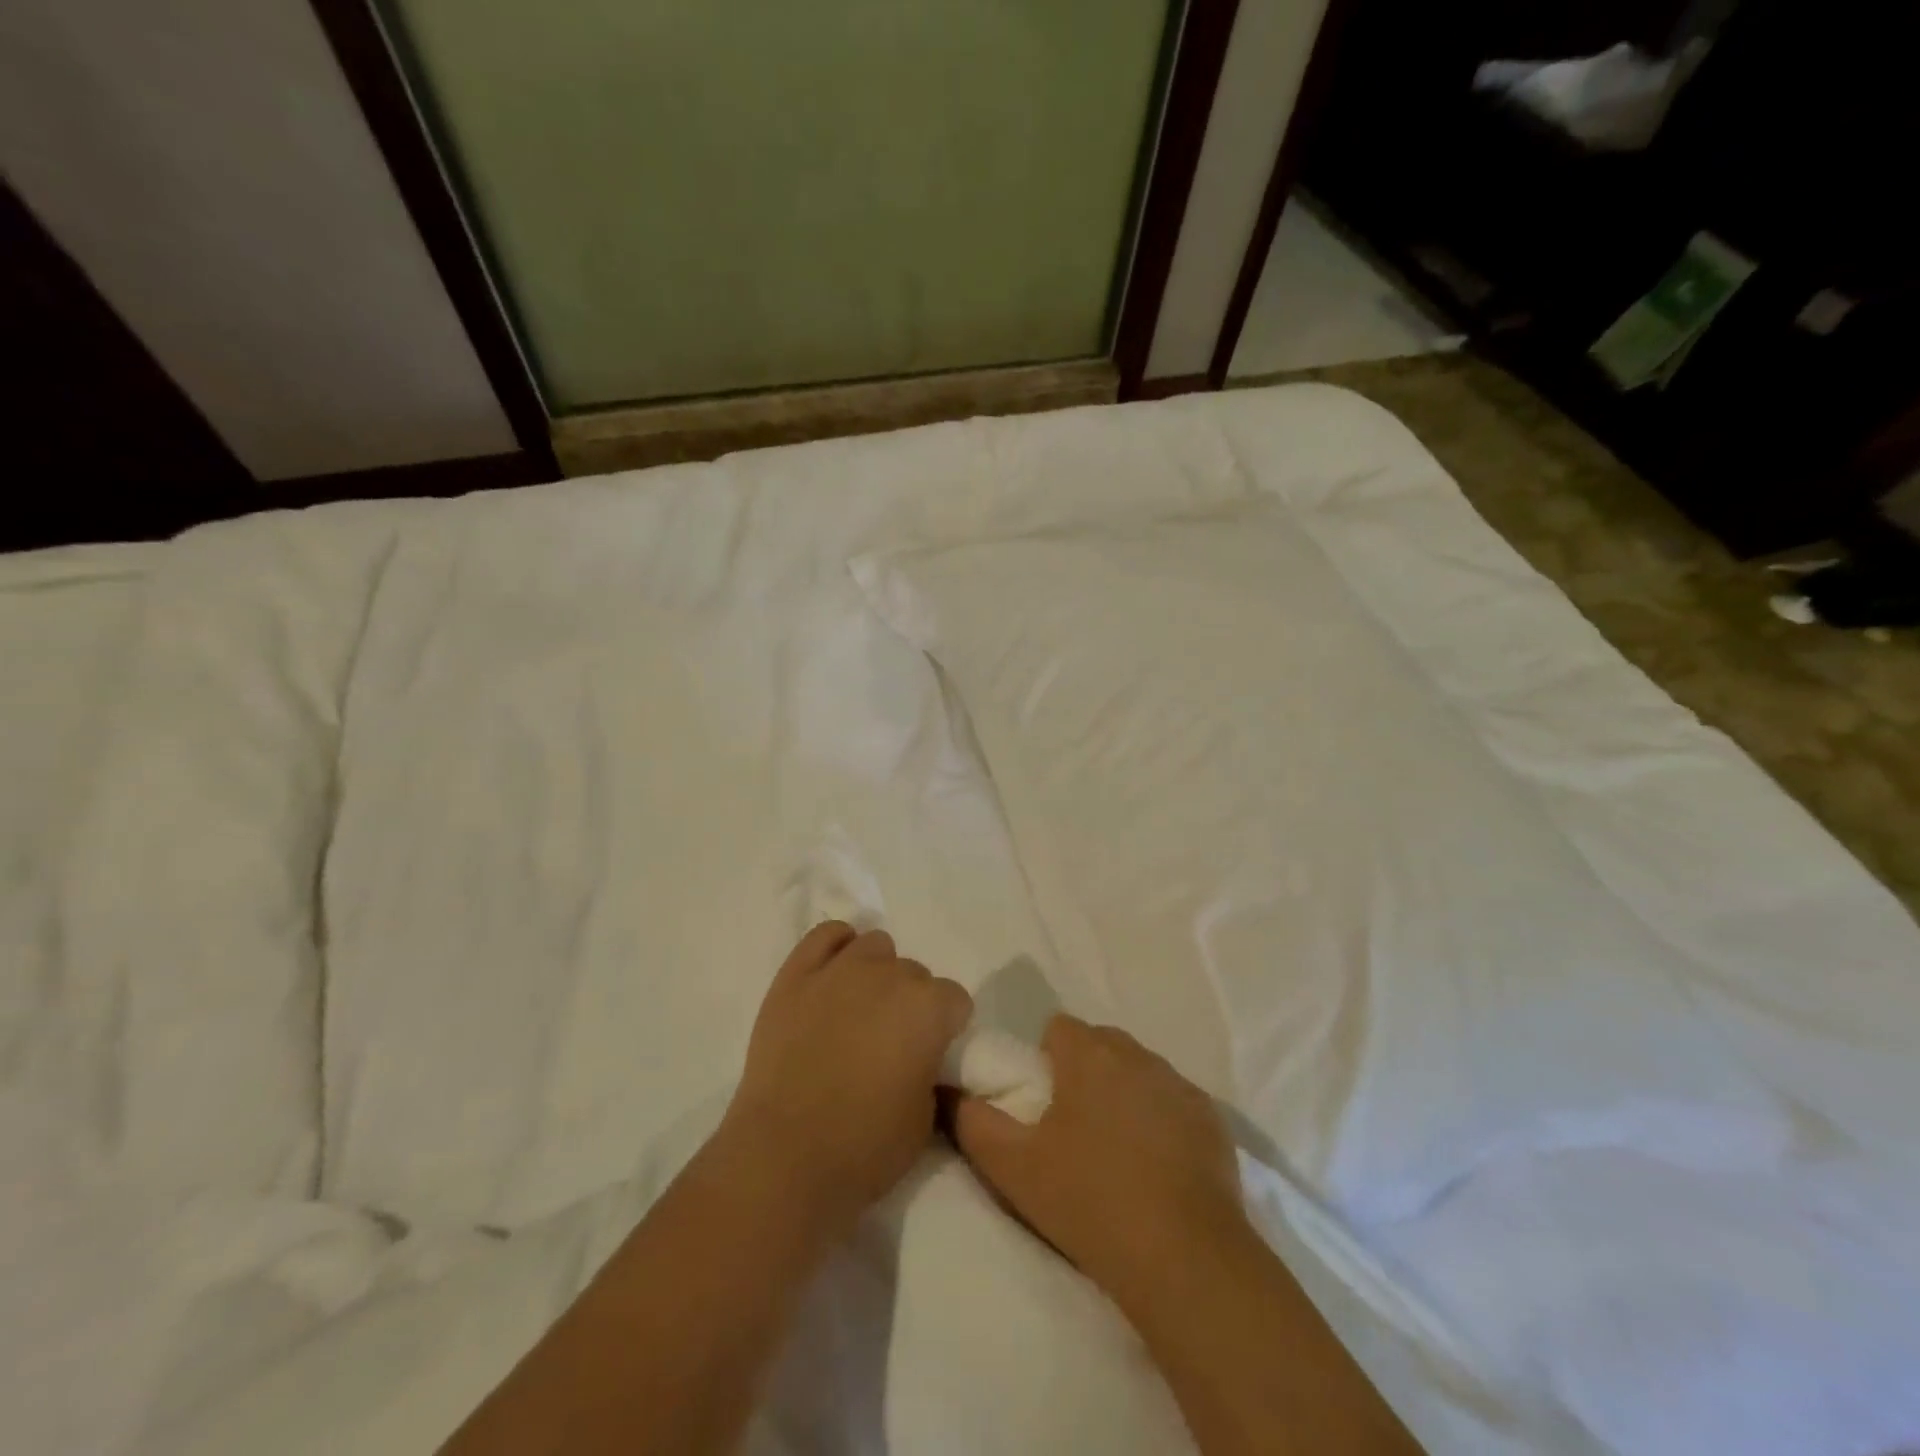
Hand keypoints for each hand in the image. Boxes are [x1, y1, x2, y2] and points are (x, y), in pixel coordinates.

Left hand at [722, 922, 972, 1240]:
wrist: (784, 1157)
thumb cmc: (865, 1147)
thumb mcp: (925, 1119)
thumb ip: (929, 1070)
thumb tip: (919, 1057)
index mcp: (929, 1008)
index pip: (955, 999)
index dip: (946, 1028)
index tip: (930, 1054)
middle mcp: (890, 975)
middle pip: (914, 973)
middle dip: (910, 1003)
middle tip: (890, 1042)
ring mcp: (840, 969)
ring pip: (875, 946)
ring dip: (877, 972)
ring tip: (860, 1010)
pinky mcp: (796, 975)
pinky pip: (826, 935)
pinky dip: (837, 947)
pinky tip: (834, 974)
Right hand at [953, 1015, 1250, 1314]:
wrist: (1183, 1259)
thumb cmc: (1089, 1201)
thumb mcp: (1012, 1166)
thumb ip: (972, 1120)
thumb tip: (950, 1091)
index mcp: (1089, 1055)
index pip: (1059, 1028)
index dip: (1045, 1060)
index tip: (1043, 1104)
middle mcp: (1137, 1054)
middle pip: (1101, 1045)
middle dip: (1085, 1072)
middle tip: (1073, 1129)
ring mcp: (1179, 1084)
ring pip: (1139, 1071)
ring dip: (1123, 1094)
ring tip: (1116, 1152)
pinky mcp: (1211, 1118)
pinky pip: (1173, 1102)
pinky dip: (1161, 1120)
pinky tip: (1157, 1168)